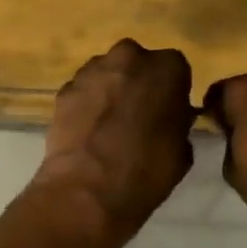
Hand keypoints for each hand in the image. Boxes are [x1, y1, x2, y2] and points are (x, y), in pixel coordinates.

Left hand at [30, 40, 195, 245]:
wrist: (87, 190)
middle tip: (138, 114)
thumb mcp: (182, 150)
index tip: (167, 111)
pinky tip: (87, 131)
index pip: (175, 68)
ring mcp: (92, 70)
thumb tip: (170, 118)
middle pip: (137, 63)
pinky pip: (83, 90)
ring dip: (110, 90)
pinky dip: (86, 104)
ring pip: (107, 73)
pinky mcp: (64, 88)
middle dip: (138, 82)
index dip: (171, 90)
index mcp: (167, 67)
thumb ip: (178, 122)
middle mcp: (129, 57)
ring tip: (109, 124)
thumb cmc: (146, 171)